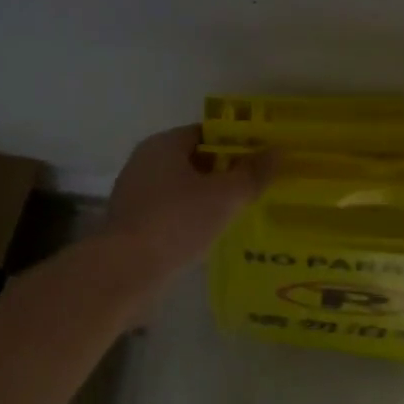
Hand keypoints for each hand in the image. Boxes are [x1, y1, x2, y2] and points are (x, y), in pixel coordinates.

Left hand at [102, 125, 271, 276]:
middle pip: (194, 159)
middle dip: (224, 172)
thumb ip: (253, 173)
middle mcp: (145, 161)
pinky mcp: (132, 222)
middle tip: (254, 187)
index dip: (236, 143)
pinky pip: (170, 211)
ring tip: (237, 212)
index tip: (260, 160)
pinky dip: (190, 217)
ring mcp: (135, 192)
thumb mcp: (225, 196)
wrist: (125, 269)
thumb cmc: (177, 222)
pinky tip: (209, 233)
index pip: (206, 133)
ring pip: (182, 187)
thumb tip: (278, 151)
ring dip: (207, 197)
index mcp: (164, 144)